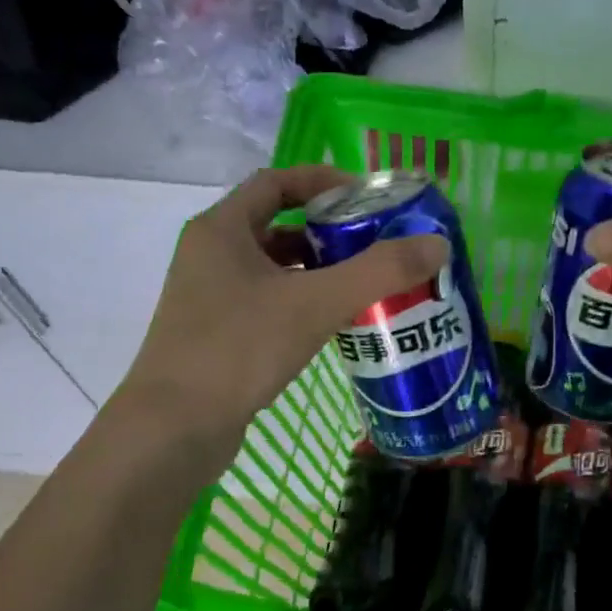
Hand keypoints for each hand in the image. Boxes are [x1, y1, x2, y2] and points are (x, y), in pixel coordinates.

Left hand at [121, 165, 447, 454]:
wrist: (173, 429)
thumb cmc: (238, 350)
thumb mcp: (314, 304)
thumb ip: (378, 272)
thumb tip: (437, 244)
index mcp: (222, 229)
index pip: (276, 182)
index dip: (323, 181)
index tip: (367, 198)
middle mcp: (210, 255)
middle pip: (277, 226)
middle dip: (328, 232)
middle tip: (377, 245)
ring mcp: (210, 298)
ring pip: (274, 270)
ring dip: (317, 271)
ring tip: (365, 285)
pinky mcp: (217, 336)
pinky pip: (268, 304)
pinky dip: (301, 304)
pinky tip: (332, 325)